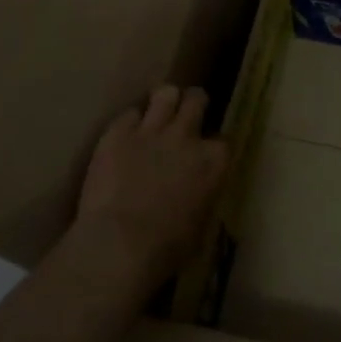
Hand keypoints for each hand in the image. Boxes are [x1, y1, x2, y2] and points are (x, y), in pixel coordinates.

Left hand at [74, 84, 228, 289]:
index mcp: (213, 162)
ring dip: (164, 101)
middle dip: (193, 104)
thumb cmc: (166, 248)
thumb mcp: (201, 223)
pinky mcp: (118, 132)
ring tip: (158, 110)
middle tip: (186, 113)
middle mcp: (187, 137)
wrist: (119, 245)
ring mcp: (151, 131)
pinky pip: (129, 113)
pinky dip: (130, 122)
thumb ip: (204, 194)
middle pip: (196, 100)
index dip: (213, 145)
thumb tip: (199, 191)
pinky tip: (125, 134)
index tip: (206, 153)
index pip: (223, 139)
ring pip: (165, 94)